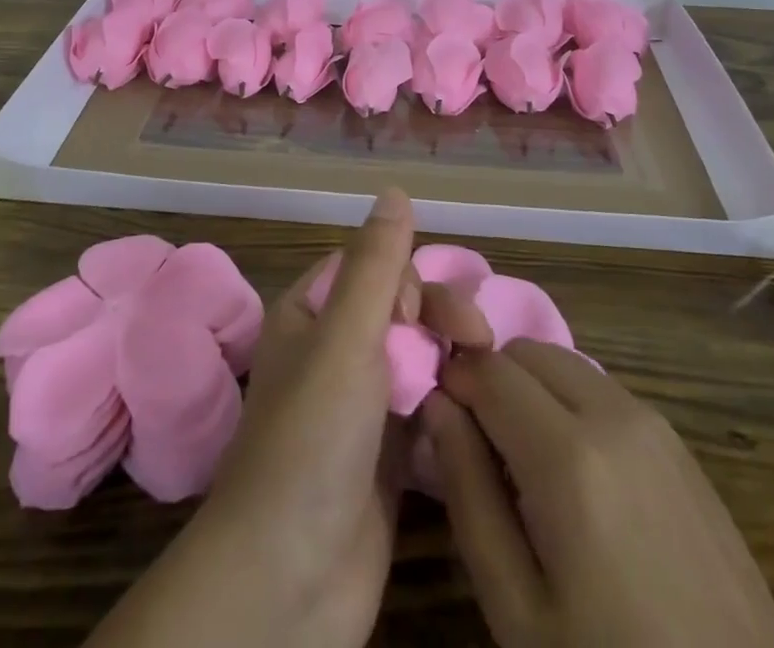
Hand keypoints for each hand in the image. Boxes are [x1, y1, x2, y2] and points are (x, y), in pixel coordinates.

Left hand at [87, 189, 487, 647]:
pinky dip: (453, 405)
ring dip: (453, 361)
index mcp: (312, 314)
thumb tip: (395, 189)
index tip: (420, 315)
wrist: (287, 583)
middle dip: (440, 319)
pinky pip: (428, 409)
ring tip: (486, 383)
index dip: (406, 280)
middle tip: (476, 344)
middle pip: (402, 310)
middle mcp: (334, 352)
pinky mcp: (388, 457)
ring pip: (419, 359)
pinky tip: (479, 416)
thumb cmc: (311, 441)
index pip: (371, 267)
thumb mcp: (345, 338)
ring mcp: (362, 407)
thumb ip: (375, 265)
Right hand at [425, 340, 773, 647]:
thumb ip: (467, 490)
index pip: (486, 367)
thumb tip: (437, 404)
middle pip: (526, 350)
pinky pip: (601, 389)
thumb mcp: (516, 606)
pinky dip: (569, 403)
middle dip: (492, 378)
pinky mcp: (678, 441)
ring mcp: (653, 422)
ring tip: (525, 464)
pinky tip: (576, 475)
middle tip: (481, 446)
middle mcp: (611, 413)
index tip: (439, 417)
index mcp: (567, 454)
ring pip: (563, 362)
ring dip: (530, 387)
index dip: (453, 381)